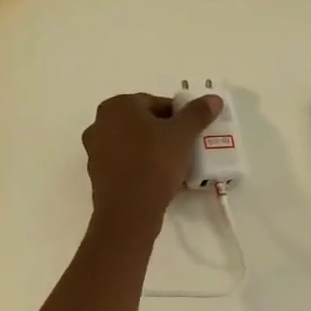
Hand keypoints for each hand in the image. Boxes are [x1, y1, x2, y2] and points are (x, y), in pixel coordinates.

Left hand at [81, 92, 221, 231]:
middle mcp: (100, 123)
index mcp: (118, 106)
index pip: (156, 103)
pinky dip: (142, 166)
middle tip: (186, 147)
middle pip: (143, 122)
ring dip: (154, 150)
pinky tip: (160, 179)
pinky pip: (126, 163)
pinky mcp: (98, 174)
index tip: (193, 132)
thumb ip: (197, 113)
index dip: (179, 116)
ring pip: (134, 143)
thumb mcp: (182, 135)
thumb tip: (214, 99)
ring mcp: (95, 150)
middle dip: (165, 133)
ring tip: (176, 165)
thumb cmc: (154, 163)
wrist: (129, 211)